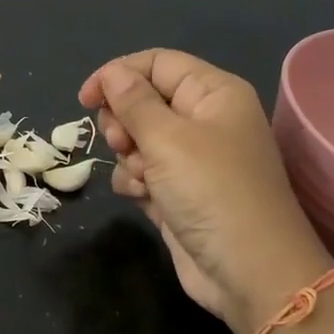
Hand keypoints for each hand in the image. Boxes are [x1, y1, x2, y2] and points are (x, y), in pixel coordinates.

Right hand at [79, 49, 333, 333]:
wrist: (247, 270)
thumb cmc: (212, 191)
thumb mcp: (168, 139)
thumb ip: (134, 102)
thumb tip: (112, 73)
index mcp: (213, 94)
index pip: (157, 63)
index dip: (118, 75)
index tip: (85, 99)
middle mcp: (204, 121)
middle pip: (144, 102)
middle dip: (123, 121)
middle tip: (121, 142)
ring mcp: (191, 161)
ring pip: (137, 141)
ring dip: (129, 157)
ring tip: (143, 177)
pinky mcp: (178, 195)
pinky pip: (142, 174)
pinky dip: (136, 183)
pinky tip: (145, 199)